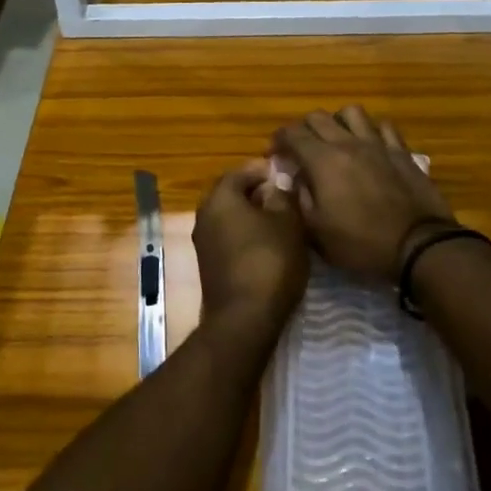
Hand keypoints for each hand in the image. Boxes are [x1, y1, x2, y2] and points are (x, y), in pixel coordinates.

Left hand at [192, 160, 309, 331]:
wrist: (244, 319)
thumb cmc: (269, 261)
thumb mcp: (287, 222)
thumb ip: (282, 195)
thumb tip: (277, 180)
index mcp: (219, 198)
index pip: (240, 171)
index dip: (264, 170)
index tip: (286, 175)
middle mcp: (204, 215)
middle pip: (232, 194)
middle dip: (257, 193)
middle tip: (286, 197)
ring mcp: (203, 242)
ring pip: (230, 218)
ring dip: (253, 216)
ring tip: (282, 221)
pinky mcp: (209, 265)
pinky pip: (229, 239)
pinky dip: (246, 236)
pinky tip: (269, 245)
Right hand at [272, 107, 452, 280]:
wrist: (417, 245)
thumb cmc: (361, 243)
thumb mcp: (317, 232)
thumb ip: (300, 200)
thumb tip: (294, 181)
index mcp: (322, 160)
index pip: (292, 133)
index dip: (278, 140)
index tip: (275, 154)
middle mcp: (347, 143)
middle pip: (318, 117)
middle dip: (303, 128)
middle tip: (301, 149)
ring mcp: (378, 144)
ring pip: (352, 113)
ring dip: (338, 122)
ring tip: (336, 140)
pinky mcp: (402, 152)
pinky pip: (384, 127)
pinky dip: (372, 130)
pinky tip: (370, 145)